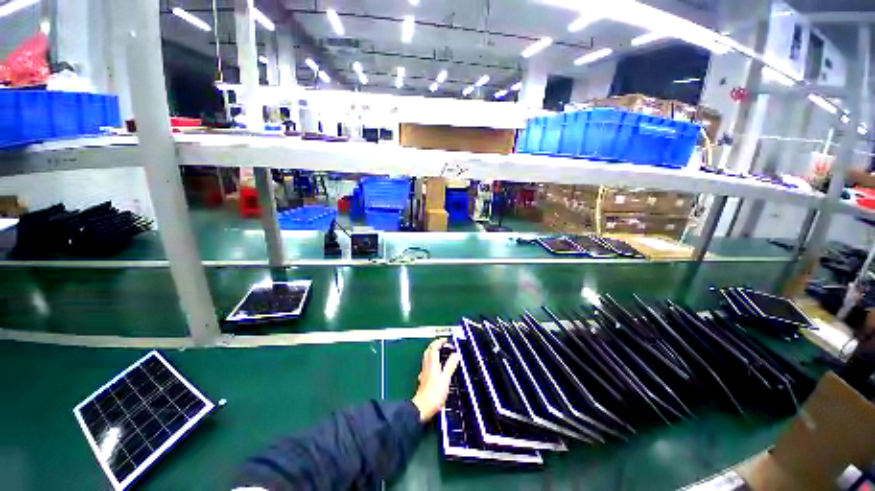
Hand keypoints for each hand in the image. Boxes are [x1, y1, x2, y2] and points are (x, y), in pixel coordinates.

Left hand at [411, 338, 460, 422]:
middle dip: (435, 345)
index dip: (439, 341)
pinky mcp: (423, 379)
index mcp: (432, 364)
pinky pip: (427, 365)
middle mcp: (427, 366)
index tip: (446, 340)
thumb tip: (456, 354)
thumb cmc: (433, 395)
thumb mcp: (445, 380)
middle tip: (443, 344)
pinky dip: (432, 361)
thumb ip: (450, 366)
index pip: (434, 347)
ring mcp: (424, 372)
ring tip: (441, 353)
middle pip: (428, 350)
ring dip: (433, 352)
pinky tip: (435, 367)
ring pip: (427, 357)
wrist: (421, 409)